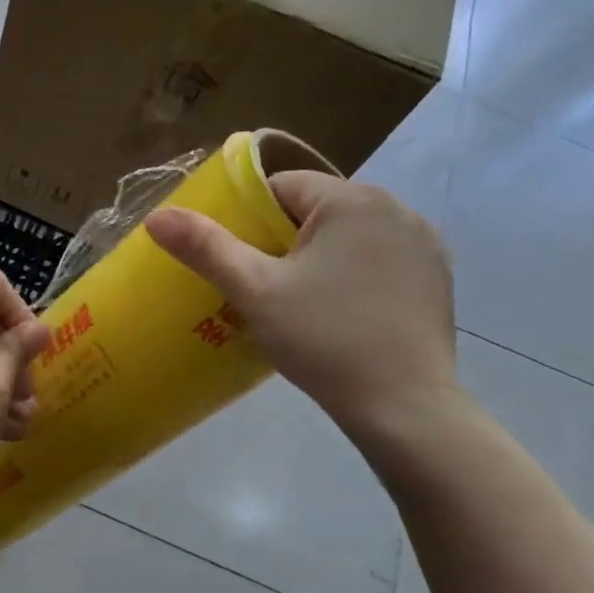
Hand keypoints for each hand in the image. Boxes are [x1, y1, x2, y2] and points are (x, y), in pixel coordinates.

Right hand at [144, 171, 458, 435]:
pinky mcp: (437, 275)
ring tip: (301, 305)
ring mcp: (424, 241)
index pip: (281, 187)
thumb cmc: (323, 340)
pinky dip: (355, 274)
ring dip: (320, 257)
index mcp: (351, 199)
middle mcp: (396, 207)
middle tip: (264, 289)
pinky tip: (344, 313)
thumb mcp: (254, 291)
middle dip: (284, 241)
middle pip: (315, 209)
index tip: (240, 263)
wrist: (404, 406)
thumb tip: (156, 216)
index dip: (250, 221)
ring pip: (347, 235)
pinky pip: (379, 258)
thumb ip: (205, 248)